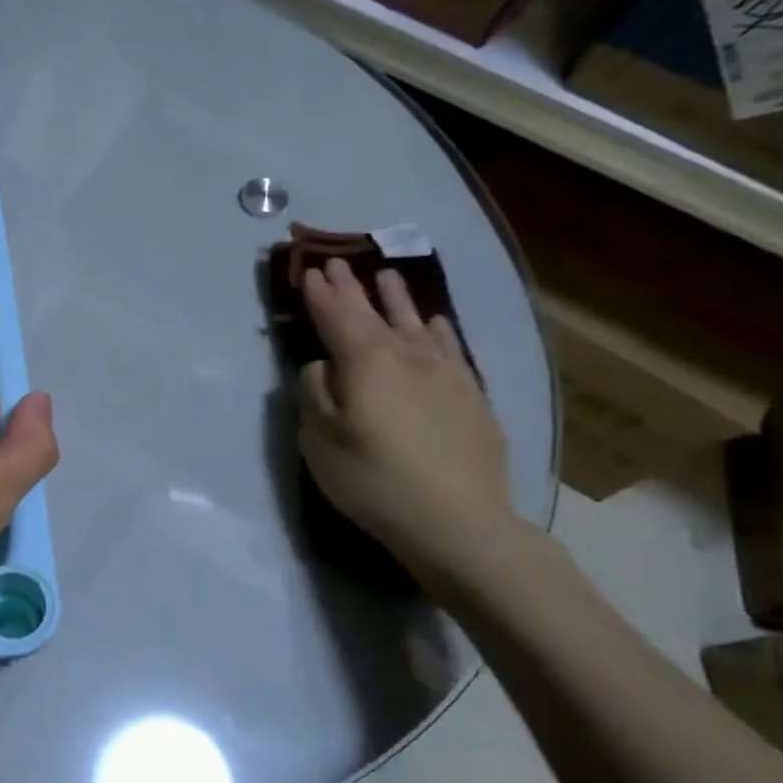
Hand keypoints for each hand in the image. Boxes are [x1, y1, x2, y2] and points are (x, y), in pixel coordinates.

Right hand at [297, 258, 512, 573]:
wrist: (456, 520)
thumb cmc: (371, 479)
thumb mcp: (318, 440)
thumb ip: (315, 393)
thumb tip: (322, 366)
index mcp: (365, 363)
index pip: (337, 317)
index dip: (321, 294)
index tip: (311, 270)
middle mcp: (407, 356)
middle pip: (374, 313)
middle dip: (352, 287)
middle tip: (337, 262)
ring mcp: (446, 373)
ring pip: (415, 322)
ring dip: (396, 298)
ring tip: (386, 275)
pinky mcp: (471, 395)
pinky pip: (450, 346)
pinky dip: (436, 328)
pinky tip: (434, 322)